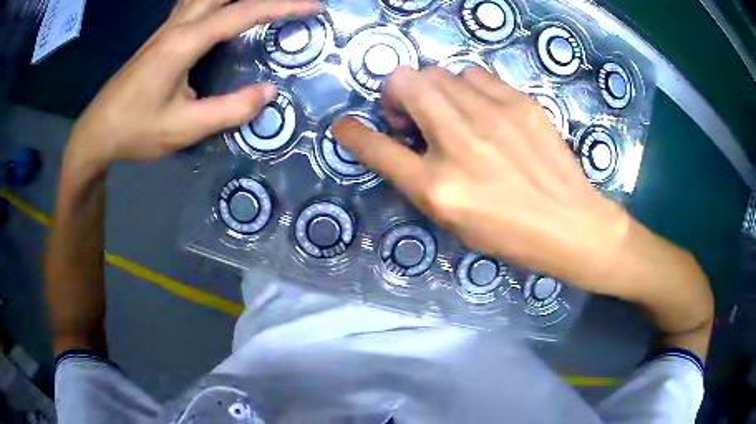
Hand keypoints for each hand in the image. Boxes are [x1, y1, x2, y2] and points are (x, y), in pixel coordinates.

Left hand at [66, 0, 321, 172]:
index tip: (314, 6)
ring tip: (258, 6)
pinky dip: (213, 1)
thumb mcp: (183, 129)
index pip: (242, 13)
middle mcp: (177, 26)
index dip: (282, 6)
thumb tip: (268, 92)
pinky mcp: (161, 35)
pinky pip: (192, 3)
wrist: (97, 132)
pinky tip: (218, 9)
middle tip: (284, 3)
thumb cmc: (135, 131)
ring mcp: (167, 27)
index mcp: (184, 43)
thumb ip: (228, 111)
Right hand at [333, 66, 630, 290]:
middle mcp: (459, 144)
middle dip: (395, 93)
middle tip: (410, 114)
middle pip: (404, 83)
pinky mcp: (520, 103)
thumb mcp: (454, 222)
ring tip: (449, 111)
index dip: (352, 133)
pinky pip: (474, 74)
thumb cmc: (509, 234)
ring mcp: (492, 117)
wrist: (570, 223)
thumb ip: (421, 180)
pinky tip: (480, 107)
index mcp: (438, 188)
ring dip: (432, 90)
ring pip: (438, 72)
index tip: (344, 126)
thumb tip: (406, 141)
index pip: (376, 148)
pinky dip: (466, 87)